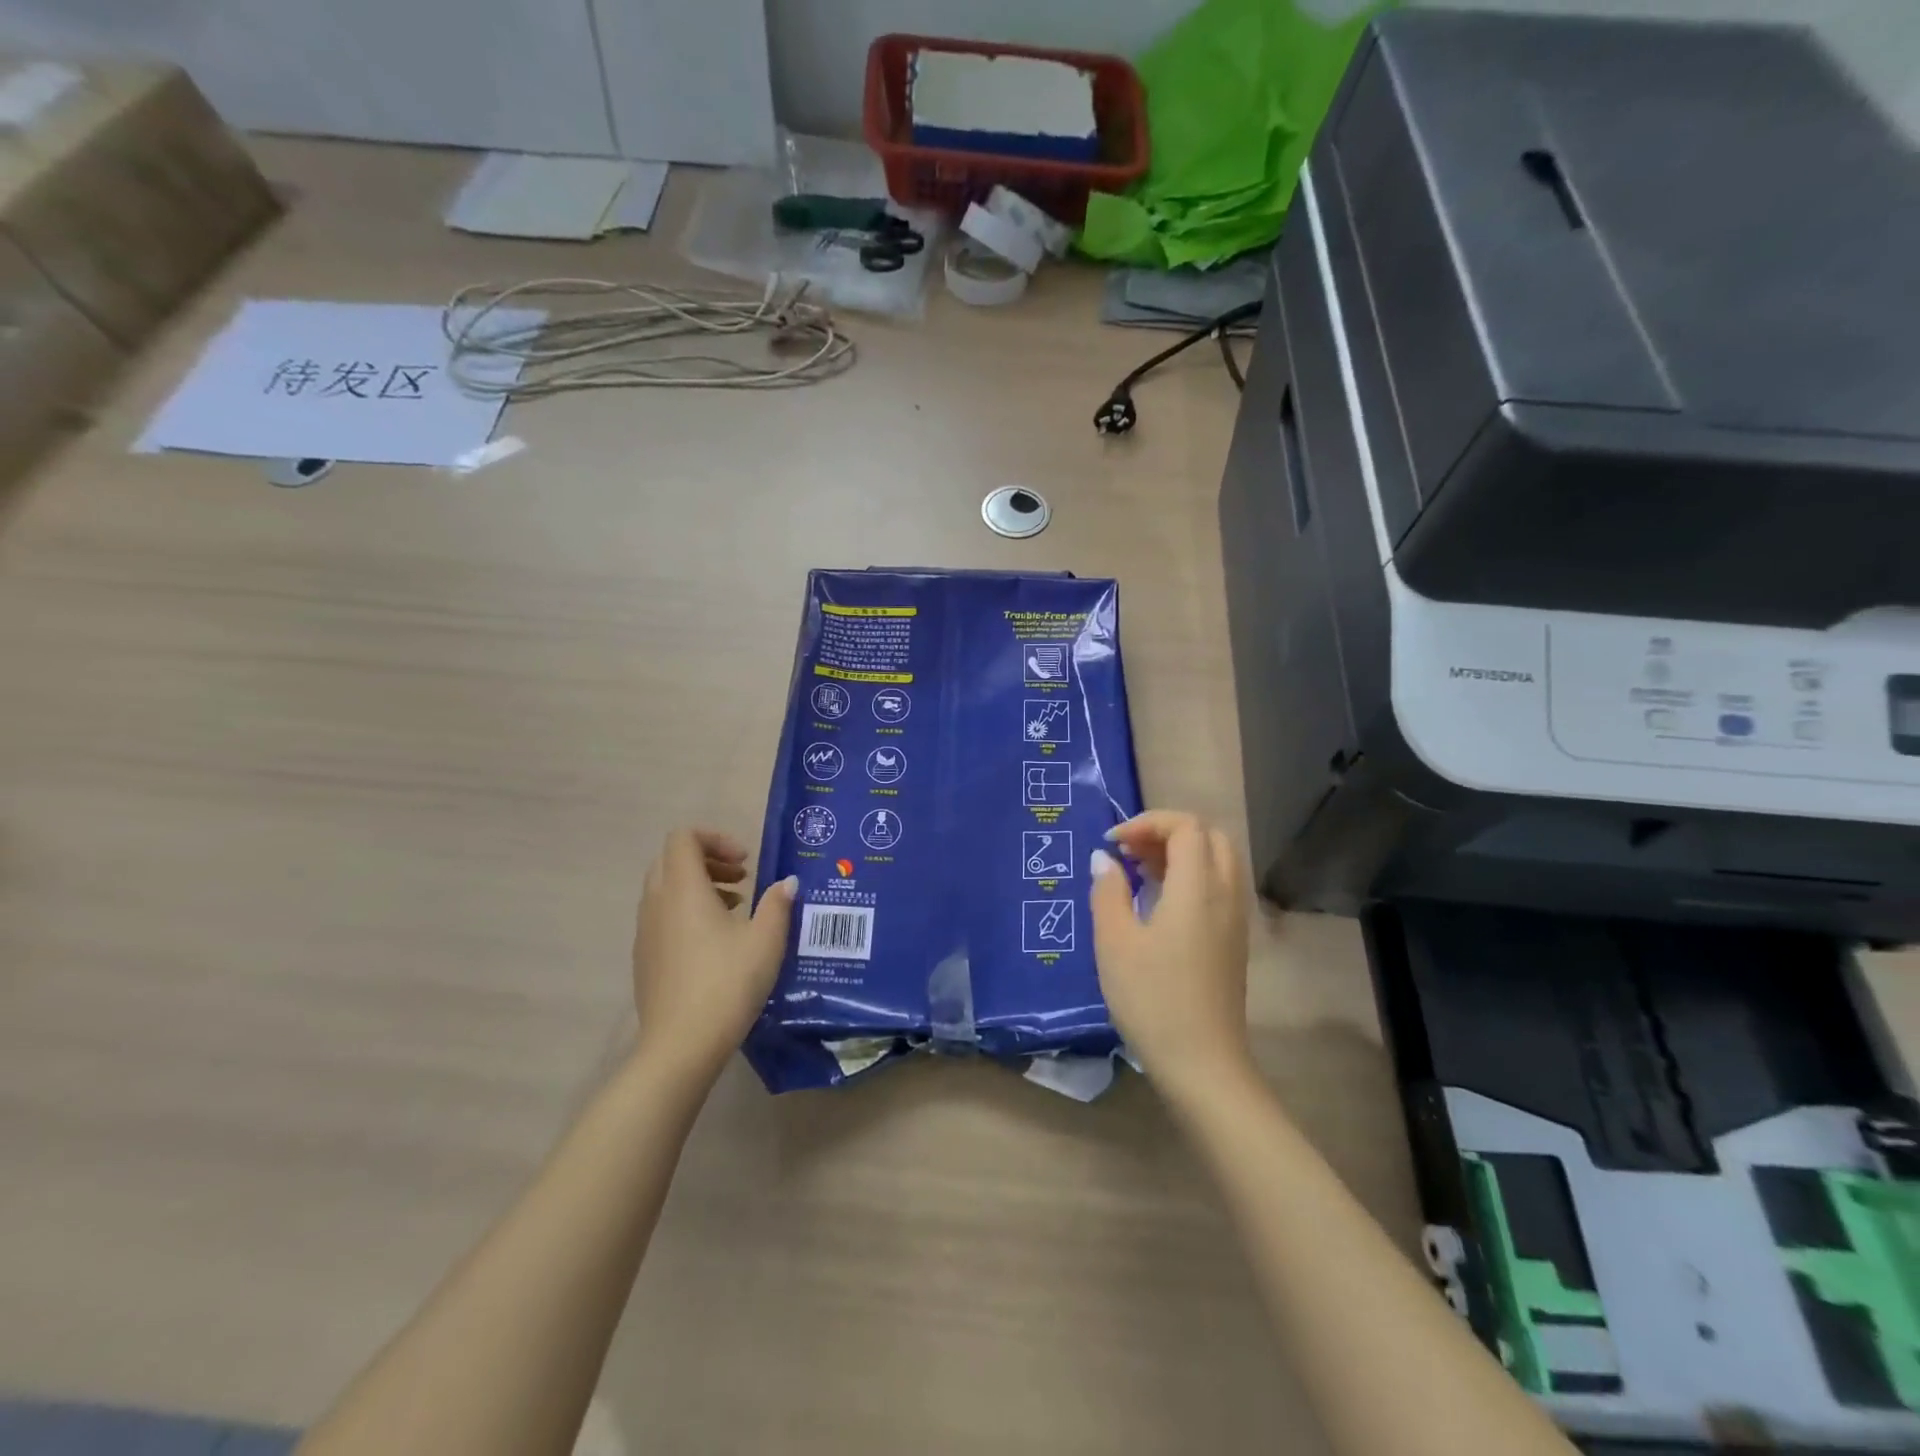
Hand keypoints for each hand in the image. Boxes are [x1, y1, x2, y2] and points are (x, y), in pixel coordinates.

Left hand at [631, 828, 796, 1084]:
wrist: (681, 1046)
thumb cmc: (727, 983)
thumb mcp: (766, 940)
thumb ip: (777, 904)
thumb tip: (787, 883)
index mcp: (683, 889)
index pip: (684, 837)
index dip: (716, 838)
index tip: (746, 861)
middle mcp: (657, 903)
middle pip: (672, 859)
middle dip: (708, 860)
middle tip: (742, 878)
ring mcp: (645, 932)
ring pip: (665, 889)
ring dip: (699, 886)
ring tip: (735, 908)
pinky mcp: (644, 958)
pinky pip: (662, 916)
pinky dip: (687, 912)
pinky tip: (716, 942)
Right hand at [1088, 811, 1251, 1098]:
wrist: (1202, 1064)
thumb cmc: (1152, 998)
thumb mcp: (1114, 942)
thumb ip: (1108, 891)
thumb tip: (1104, 859)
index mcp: (1198, 887)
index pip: (1185, 826)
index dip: (1147, 823)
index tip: (1113, 844)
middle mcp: (1225, 893)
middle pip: (1208, 836)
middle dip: (1167, 832)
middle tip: (1129, 852)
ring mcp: (1235, 918)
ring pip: (1217, 860)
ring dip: (1181, 853)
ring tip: (1139, 872)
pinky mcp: (1234, 940)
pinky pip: (1219, 886)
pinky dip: (1192, 876)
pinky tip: (1159, 903)